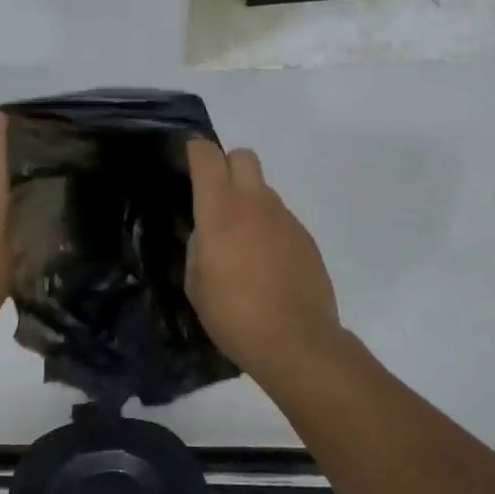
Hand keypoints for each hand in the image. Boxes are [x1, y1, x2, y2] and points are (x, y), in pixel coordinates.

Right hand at [185, 138, 341, 378]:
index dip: (195, 151)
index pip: (207, 156)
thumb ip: (198, 246)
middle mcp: (255, 204)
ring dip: (249, 203)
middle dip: (226, 166)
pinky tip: (266, 265)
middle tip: (216, 198)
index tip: (188, 161)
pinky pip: (280, 219)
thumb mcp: (195, 282)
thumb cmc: (233, 314)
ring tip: (241, 245)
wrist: (296, 342)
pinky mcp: (306, 238)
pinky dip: (268, 229)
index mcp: (221, 210)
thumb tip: (207, 233)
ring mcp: (285, 219)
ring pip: (263, 190)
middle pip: (243, 157)